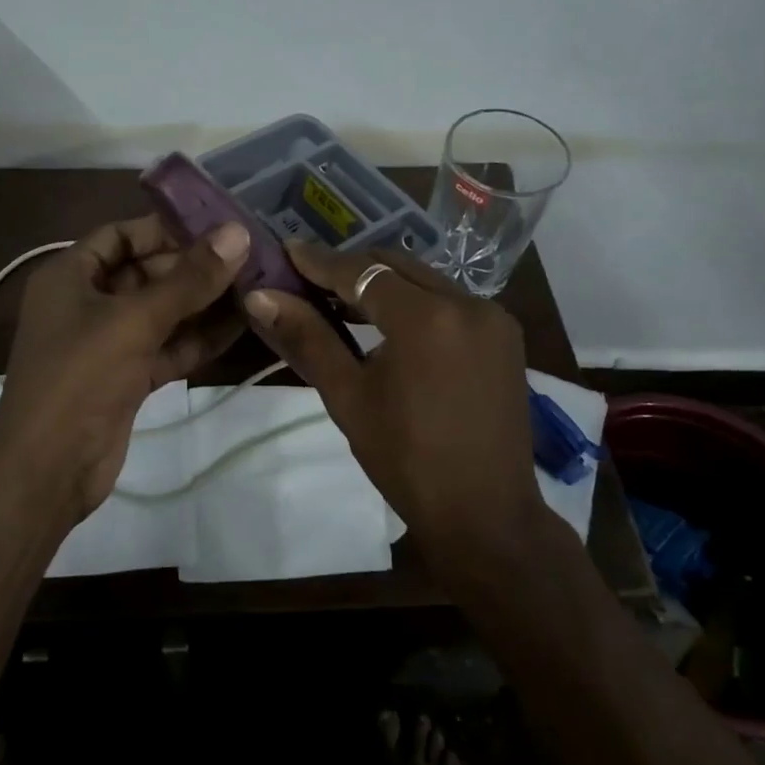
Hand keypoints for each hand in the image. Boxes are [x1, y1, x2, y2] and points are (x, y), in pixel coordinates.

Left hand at [0, 215, 251, 522]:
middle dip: (192, 268)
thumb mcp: (134, 320)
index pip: (119, 236)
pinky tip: (241, 326)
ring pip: (160, 313)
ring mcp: (107, 344)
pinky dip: (198, 339)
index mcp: (69, 276)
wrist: (48, 468)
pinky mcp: (127, 378)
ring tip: (255, 286)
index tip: (215, 227)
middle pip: (144, 273)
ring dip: (202, 304)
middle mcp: (86, 303)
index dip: (163, 228)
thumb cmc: (79, 377)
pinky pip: (167, 347)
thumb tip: (237, 234)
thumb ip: (188, 279)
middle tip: (248, 257)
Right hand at [241, 243, 546, 560]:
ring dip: (383, 284)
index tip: (286, 250)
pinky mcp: (504, 335)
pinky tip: (388, 321)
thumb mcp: (348, 396)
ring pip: (425, 280)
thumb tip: (260, 297)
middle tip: (308, 277)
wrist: (485, 514)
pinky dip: (415, 301)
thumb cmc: (406, 460)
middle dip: (351, 268)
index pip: (363, 272)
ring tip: (339, 298)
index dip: (320, 262)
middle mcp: (468, 302)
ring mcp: (493, 317)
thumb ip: (307, 338)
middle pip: (396, 266)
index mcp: (428, 318)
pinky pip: (450, 301)